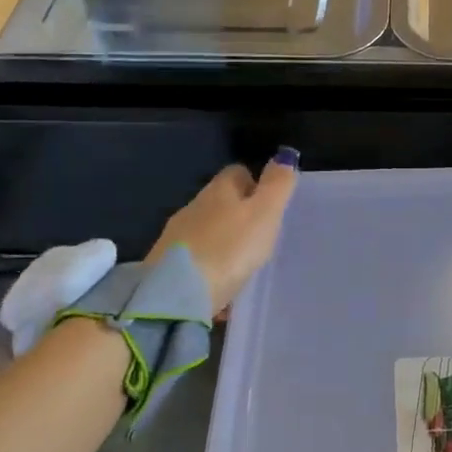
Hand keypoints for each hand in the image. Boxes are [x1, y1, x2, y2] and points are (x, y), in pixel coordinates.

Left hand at [147, 151, 300, 313]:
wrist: (177, 295)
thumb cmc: (229, 248)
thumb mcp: (264, 214)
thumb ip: (277, 185)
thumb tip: (284, 156)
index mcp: (218, 190)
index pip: (238, 172)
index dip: (255, 183)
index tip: (270, 205)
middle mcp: (193, 207)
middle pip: (220, 201)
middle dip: (239, 215)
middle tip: (261, 237)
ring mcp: (177, 237)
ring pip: (207, 230)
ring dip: (223, 241)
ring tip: (243, 262)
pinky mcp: (166, 265)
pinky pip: (196, 258)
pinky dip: (210, 265)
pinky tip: (221, 284)